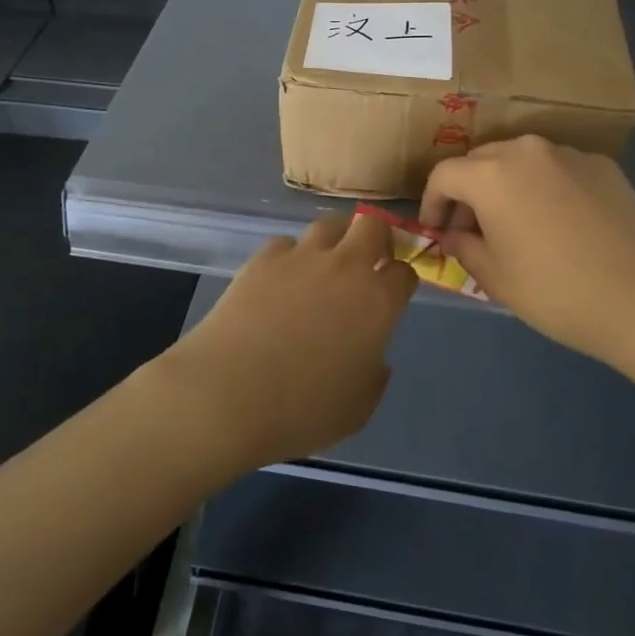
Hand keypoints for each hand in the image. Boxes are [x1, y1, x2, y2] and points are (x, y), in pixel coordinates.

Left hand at [159, 212, 417, 471]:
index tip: (394, 293)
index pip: (405, 272)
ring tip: (326, 263)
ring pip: (328, 224)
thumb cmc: (302, 410)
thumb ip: (374, 376)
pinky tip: (281, 279)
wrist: (229, 394)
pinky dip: (290, 256)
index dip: (402, 281)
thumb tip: (373, 357)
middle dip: (377, 238)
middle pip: (372, 226)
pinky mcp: (263, 259)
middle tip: (369, 260)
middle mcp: (345, 268)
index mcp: (378, 303)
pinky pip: (286, 244)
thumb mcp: (357, 409)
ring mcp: (302, 257)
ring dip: (335, 239)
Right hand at [418, 135, 634, 365]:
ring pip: (521, 159)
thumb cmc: (556, 292)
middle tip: (471, 227)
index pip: (444, 175)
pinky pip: (558, 168)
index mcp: (492, 175)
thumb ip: (463, 246)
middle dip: (468, 190)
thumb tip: (454, 234)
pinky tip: (559, 221)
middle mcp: (527, 150)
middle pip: (481, 159)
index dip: (432, 202)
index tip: (435, 230)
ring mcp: (569, 153)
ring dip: (506, 184)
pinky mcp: (603, 165)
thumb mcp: (495, 278)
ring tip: (515, 221)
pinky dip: (545, 186)